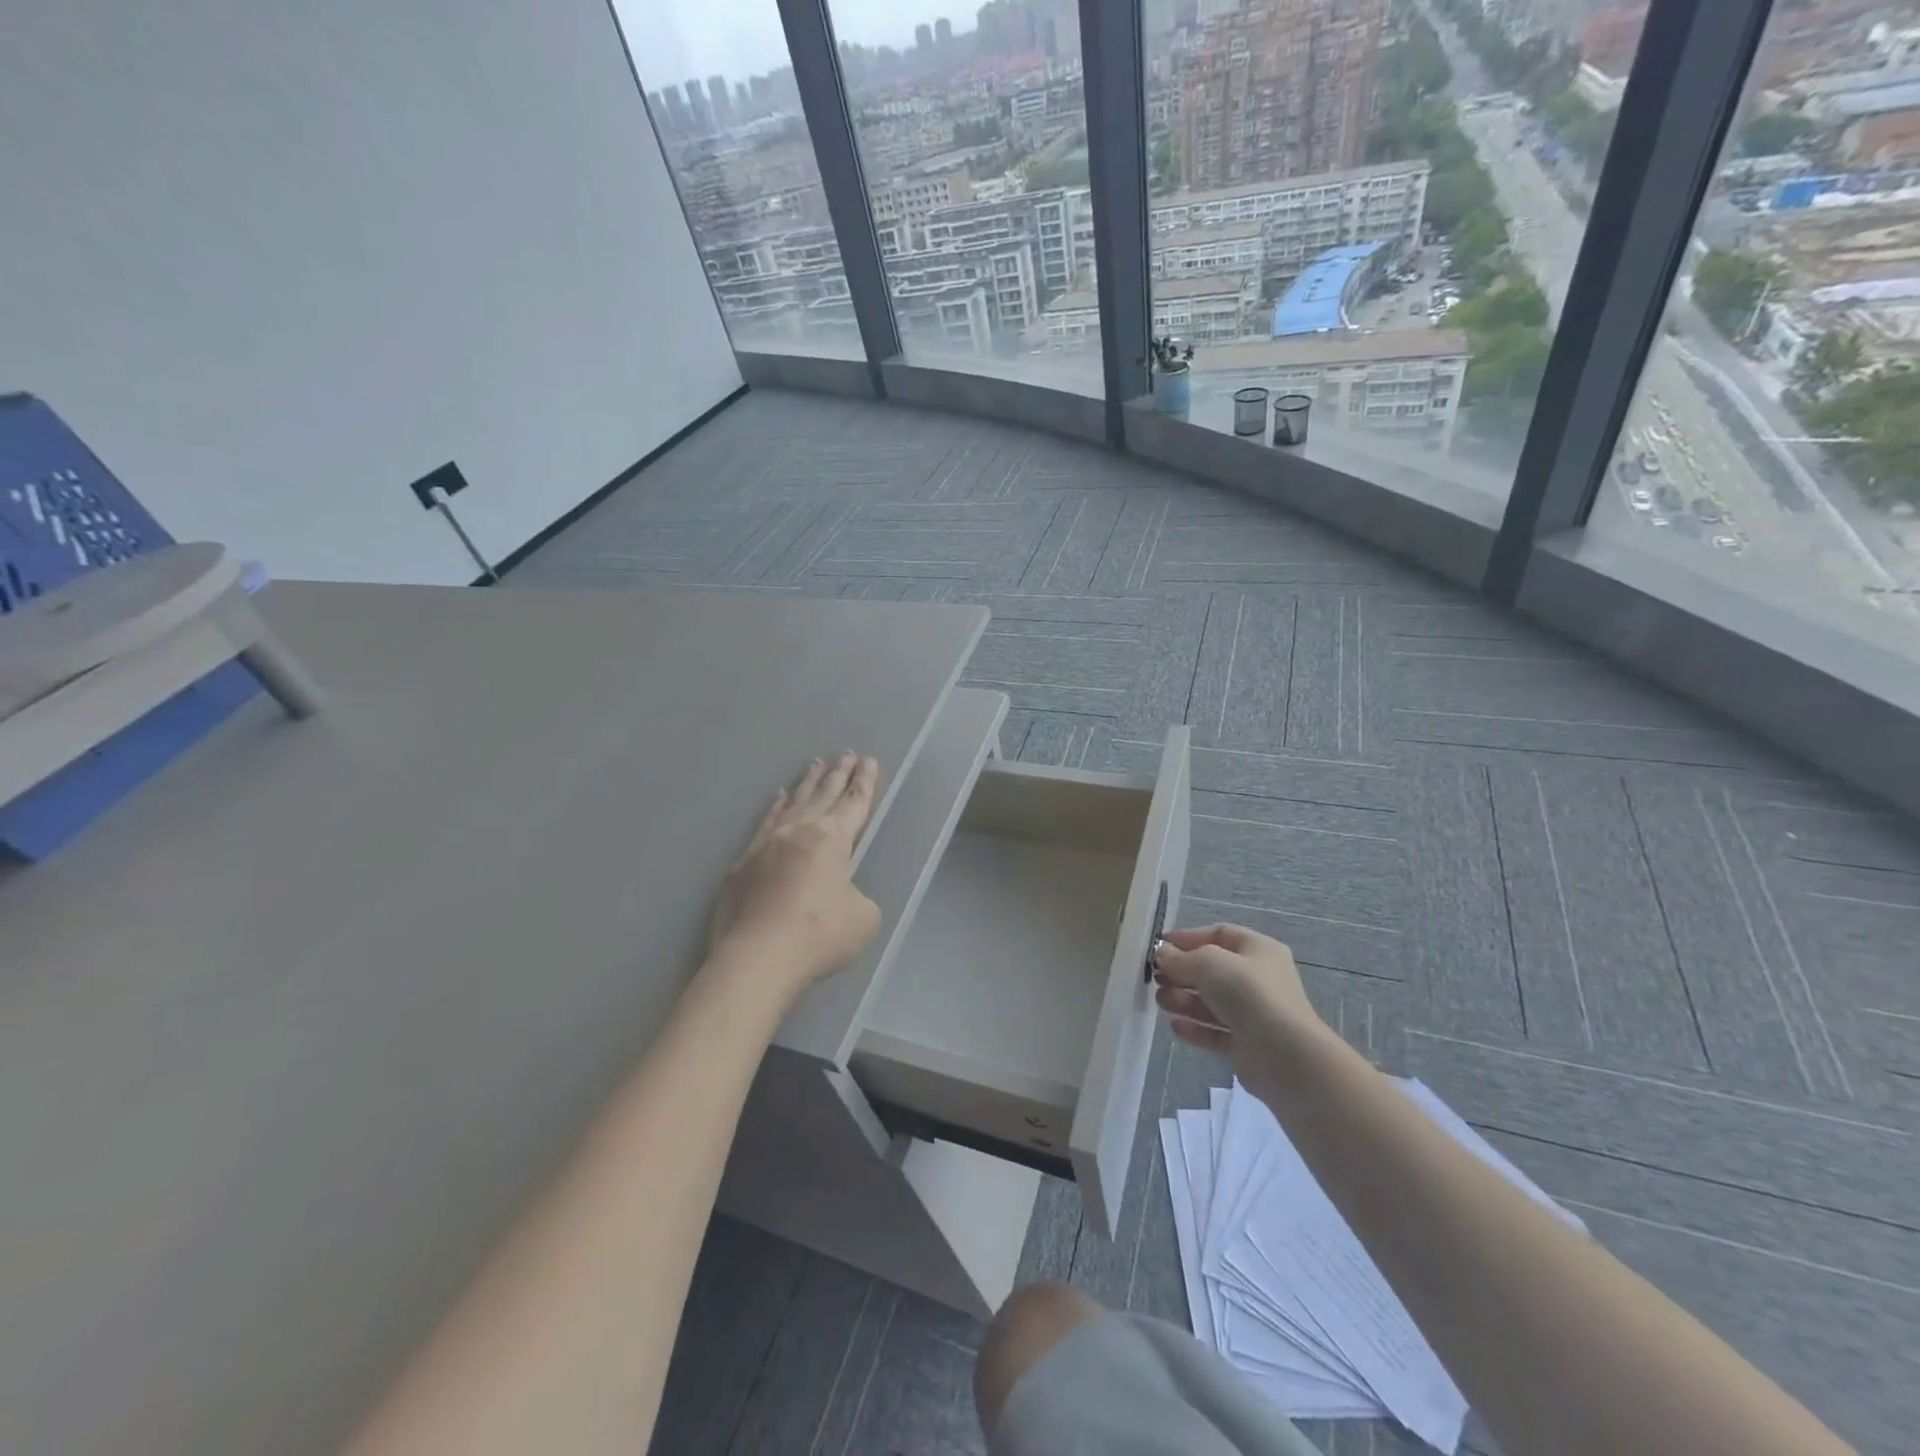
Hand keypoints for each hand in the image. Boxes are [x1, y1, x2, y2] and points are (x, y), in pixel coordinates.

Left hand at [707, 753, 882, 1000]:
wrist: (758, 957)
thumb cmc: (820, 935)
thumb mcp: (863, 918)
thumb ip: (857, 897)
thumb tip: (839, 895)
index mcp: (833, 839)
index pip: (855, 803)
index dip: (865, 783)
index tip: (869, 762)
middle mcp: (799, 831)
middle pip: (823, 795)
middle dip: (838, 774)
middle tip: (847, 754)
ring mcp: (766, 844)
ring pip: (792, 804)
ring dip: (807, 784)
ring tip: (815, 764)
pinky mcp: (742, 864)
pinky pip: (765, 823)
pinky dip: (775, 808)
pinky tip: (778, 799)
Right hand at [1153, 923, 1325, 1075]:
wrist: (1284, 1054)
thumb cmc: (1248, 993)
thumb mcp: (1208, 963)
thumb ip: (1180, 958)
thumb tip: (1162, 954)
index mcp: (1258, 950)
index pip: (1219, 934)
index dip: (1188, 938)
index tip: (1160, 946)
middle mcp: (1259, 979)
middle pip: (1213, 970)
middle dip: (1182, 973)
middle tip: (1155, 978)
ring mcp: (1255, 1013)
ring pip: (1212, 1002)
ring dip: (1184, 1000)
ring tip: (1161, 1001)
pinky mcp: (1248, 1044)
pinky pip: (1217, 1031)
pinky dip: (1196, 1028)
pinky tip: (1176, 1027)